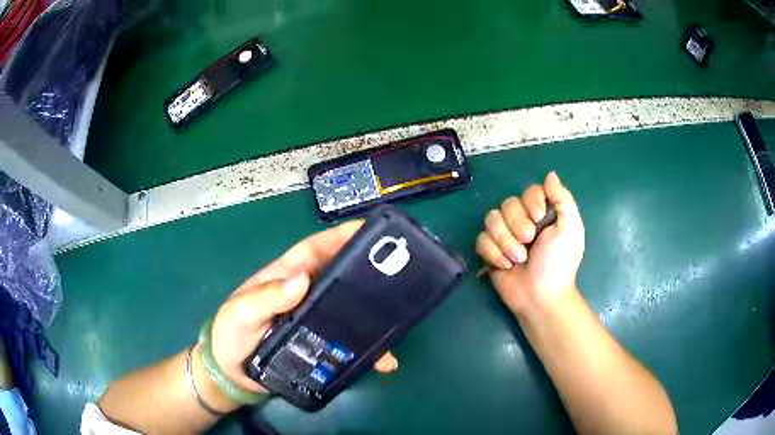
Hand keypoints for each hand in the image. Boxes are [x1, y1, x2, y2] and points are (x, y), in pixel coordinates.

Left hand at [210, 221, 397, 393]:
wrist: (234, 376)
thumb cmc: (230, 336)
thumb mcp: (241, 313)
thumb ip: (265, 297)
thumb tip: (302, 278)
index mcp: (285, 277)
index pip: (315, 249)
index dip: (341, 236)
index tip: (371, 229)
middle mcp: (305, 295)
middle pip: (341, 277)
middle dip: (368, 271)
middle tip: (400, 273)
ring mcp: (315, 320)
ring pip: (351, 309)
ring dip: (374, 313)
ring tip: (400, 318)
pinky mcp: (322, 344)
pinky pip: (350, 341)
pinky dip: (369, 348)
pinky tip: (385, 358)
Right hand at [476, 172, 584, 317]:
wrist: (541, 297)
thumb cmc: (559, 263)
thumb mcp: (570, 229)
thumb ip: (563, 199)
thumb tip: (550, 174)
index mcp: (542, 214)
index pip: (528, 191)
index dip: (531, 202)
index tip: (539, 218)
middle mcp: (522, 221)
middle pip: (507, 204)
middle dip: (517, 226)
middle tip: (529, 243)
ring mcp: (504, 236)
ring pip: (491, 220)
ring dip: (505, 241)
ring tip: (518, 259)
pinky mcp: (490, 251)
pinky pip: (481, 239)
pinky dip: (493, 253)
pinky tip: (505, 266)